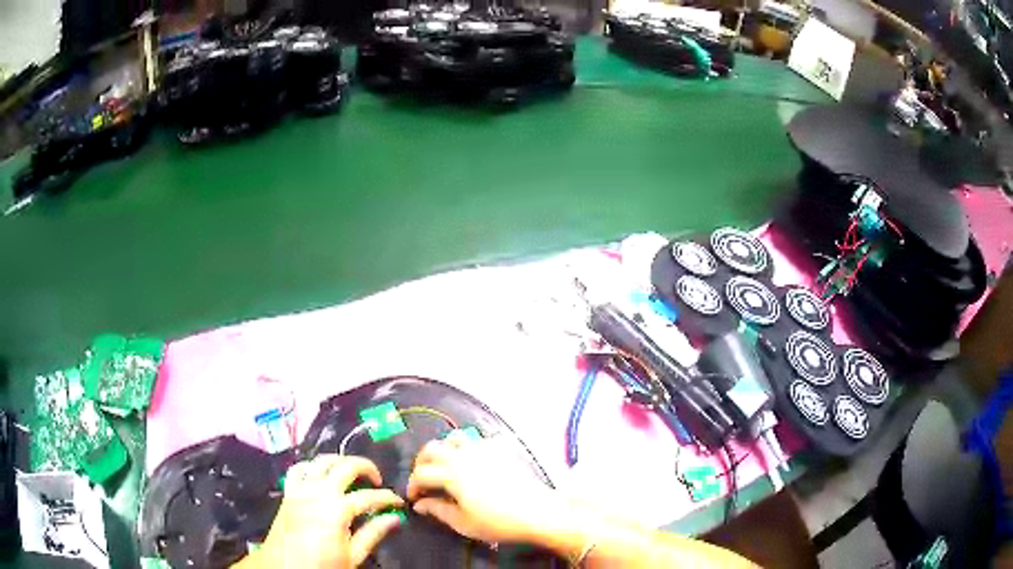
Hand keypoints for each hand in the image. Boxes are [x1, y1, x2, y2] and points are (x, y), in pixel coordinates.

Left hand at [242, 455, 404, 568]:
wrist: (284, 567)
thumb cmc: (321, 564)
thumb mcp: (353, 556)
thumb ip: (373, 534)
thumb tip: (394, 518)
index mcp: (338, 509)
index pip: (370, 497)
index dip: (388, 498)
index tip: (398, 503)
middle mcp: (319, 491)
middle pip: (346, 466)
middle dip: (367, 467)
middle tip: (377, 481)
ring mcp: (301, 488)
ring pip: (322, 460)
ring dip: (340, 461)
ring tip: (352, 472)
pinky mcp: (288, 491)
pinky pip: (300, 468)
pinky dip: (313, 466)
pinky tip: (320, 474)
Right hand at [406, 435, 557, 544]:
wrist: (537, 512)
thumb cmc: (498, 522)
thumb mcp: (463, 523)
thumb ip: (438, 510)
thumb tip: (420, 504)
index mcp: (450, 474)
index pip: (420, 474)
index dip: (412, 485)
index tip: (414, 498)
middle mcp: (463, 455)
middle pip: (431, 449)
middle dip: (421, 463)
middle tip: (423, 479)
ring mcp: (483, 449)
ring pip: (454, 438)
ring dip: (444, 450)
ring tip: (445, 466)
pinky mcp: (501, 449)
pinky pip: (479, 440)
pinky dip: (470, 448)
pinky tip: (474, 462)